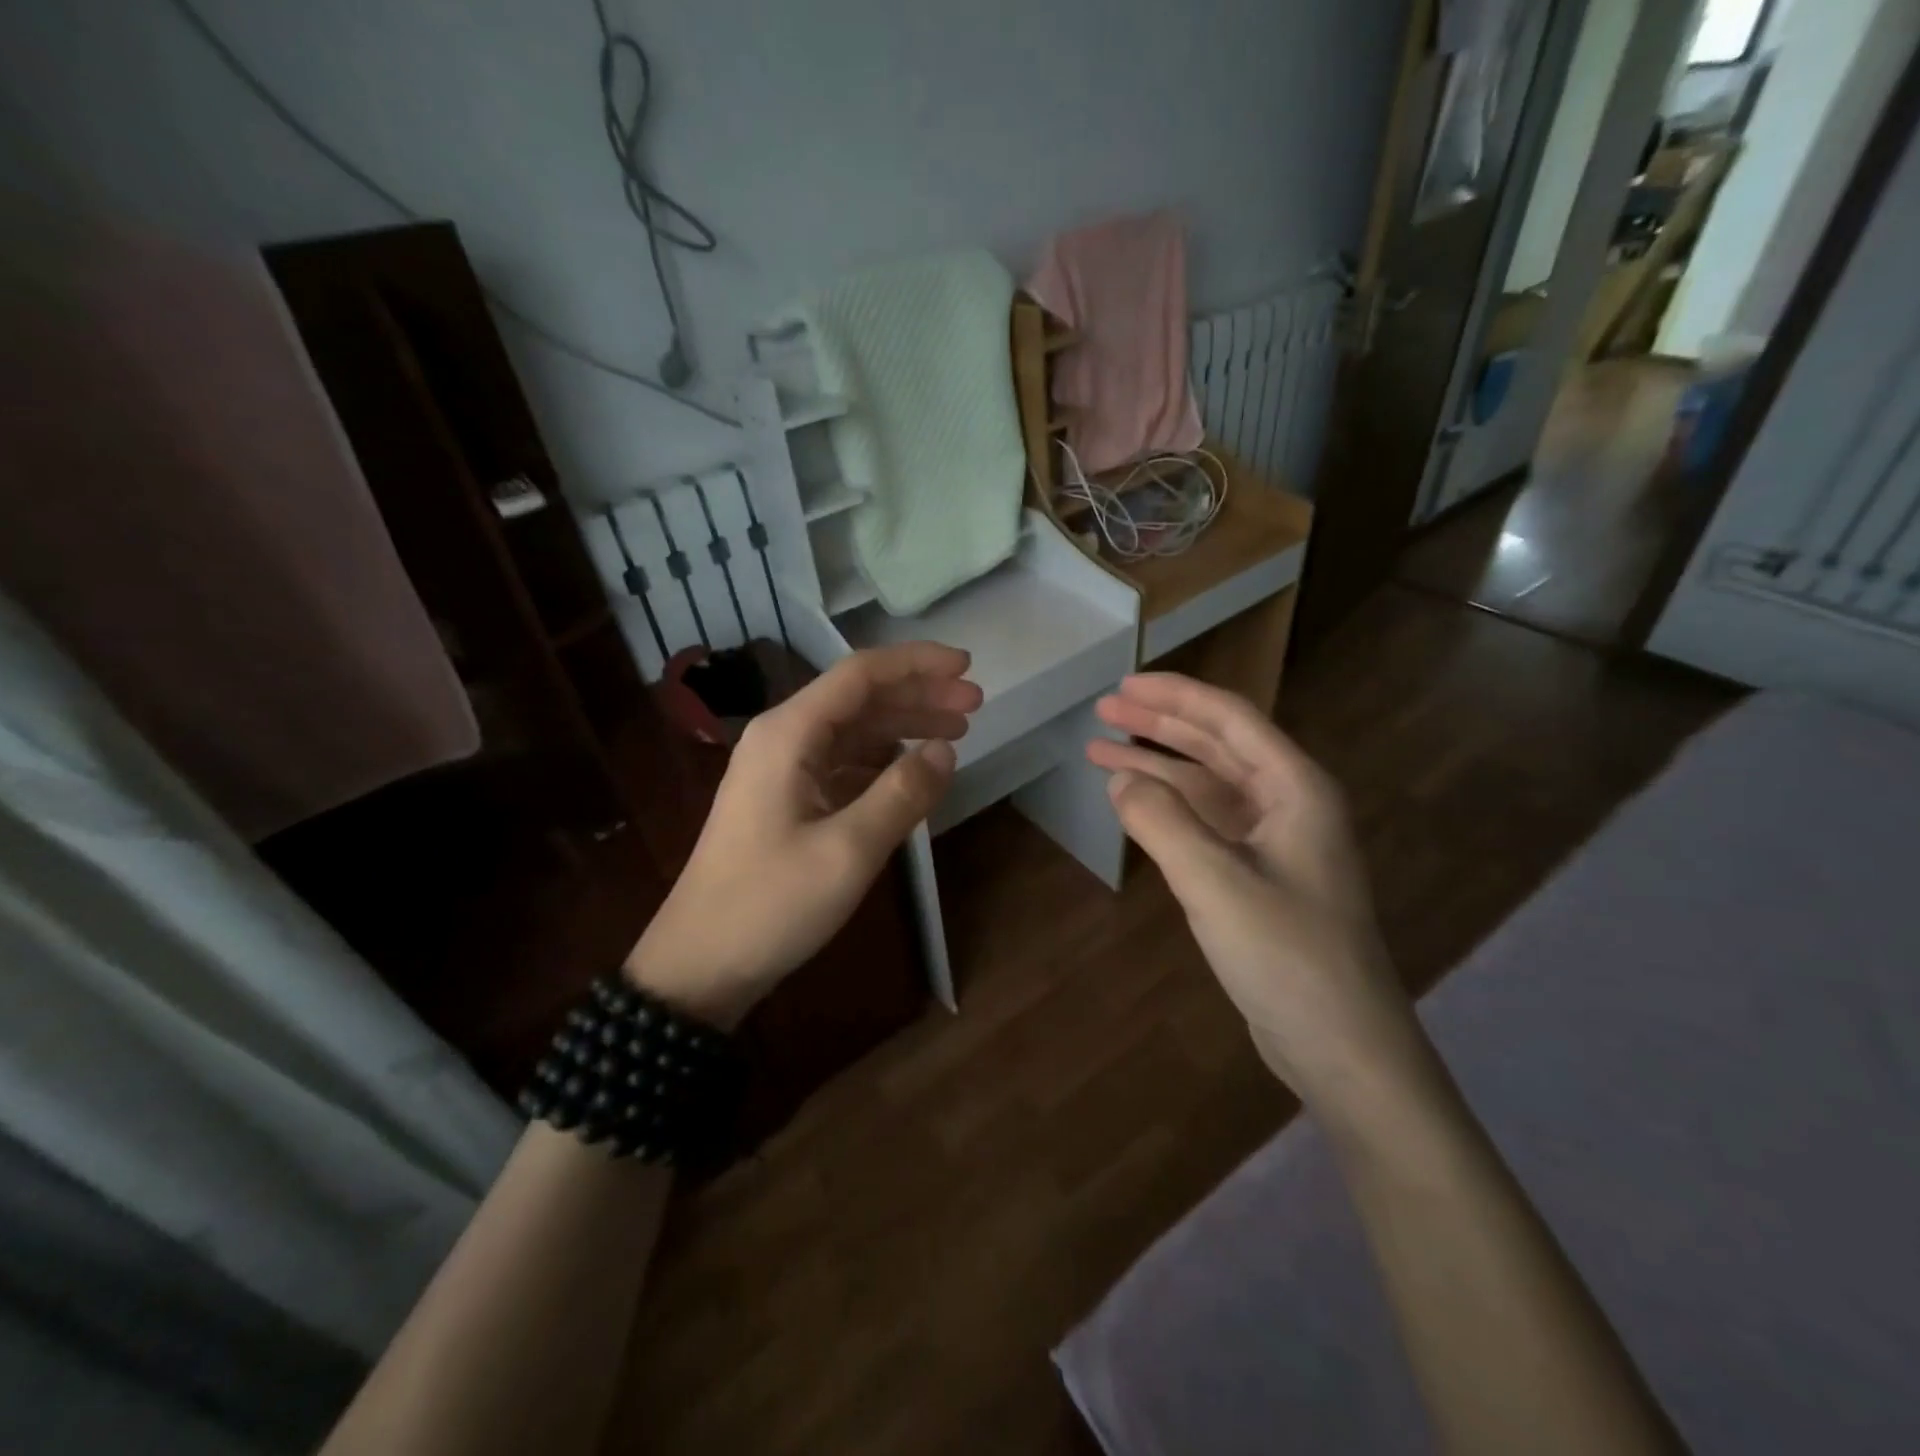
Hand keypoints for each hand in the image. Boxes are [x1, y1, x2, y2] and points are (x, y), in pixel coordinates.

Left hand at [629, 643, 980, 1027]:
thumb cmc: (770, 904)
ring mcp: (779, 770)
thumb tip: (945, 750)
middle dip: (918, 695)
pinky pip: (840, 764)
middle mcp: (781, 739)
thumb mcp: (848, 851)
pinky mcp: (783, 800)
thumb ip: (902, 794)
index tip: (968, 667)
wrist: (698, 964)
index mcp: (788, 734)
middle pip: (858, 699)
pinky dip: (880, 762)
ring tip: (955, 736)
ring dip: (902, 727)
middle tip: (974, 706)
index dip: (917, 664)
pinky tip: (909, 774)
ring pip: (851, 731)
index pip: (860, 674)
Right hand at [1087, 674, 1419, 1103]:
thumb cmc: (1287, 957)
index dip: (1174, 696)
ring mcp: (1276, 843)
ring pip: (1208, 786)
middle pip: (1217, 746)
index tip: (1123, 685)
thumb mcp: (1214, 883)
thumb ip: (1161, 822)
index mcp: (1295, 789)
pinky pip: (1208, 823)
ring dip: (1158, 767)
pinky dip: (1170, 809)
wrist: (1342, 1047)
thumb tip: (1120, 781)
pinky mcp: (1260, 877)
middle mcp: (1290, 804)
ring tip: (1101, 753)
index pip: (1229, 719)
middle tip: (1104, 711)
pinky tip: (1136, 807)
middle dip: (1159, 725)